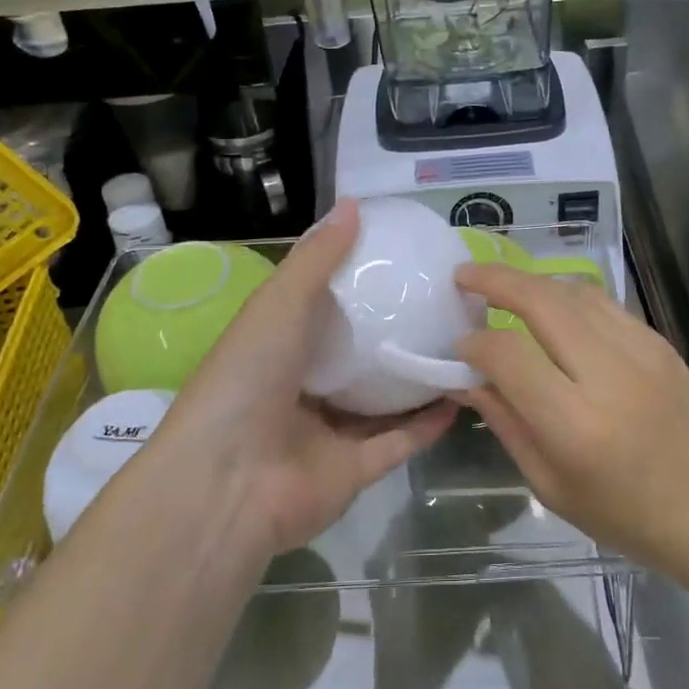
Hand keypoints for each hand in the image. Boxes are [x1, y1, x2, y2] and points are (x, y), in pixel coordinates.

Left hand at [155, 201, 453, 555]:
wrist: (228, 484)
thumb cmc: (247, 380)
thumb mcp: (278, 305)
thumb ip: (316, 259)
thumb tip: (353, 205)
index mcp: (277, 350)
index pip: (319, 312)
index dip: (355, 287)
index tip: (399, 262)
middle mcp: (302, 390)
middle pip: (355, 358)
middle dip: (392, 335)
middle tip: (440, 305)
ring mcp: (328, 434)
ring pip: (381, 402)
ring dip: (415, 378)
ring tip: (459, 346)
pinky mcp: (354, 473)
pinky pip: (398, 442)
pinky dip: (428, 422)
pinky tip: (460, 394)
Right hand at [454, 265, 688, 569]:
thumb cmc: (624, 514)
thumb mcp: (549, 484)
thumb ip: (505, 422)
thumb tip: (466, 377)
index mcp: (575, 424)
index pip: (509, 355)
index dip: (475, 343)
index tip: (460, 345)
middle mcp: (608, 375)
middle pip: (541, 302)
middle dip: (495, 281)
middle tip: (464, 276)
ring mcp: (640, 351)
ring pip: (572, 292)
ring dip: (531, 282)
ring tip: (502, 286)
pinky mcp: (659, 341)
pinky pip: (603, 303)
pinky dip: (566, 296)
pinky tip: (551, 307)